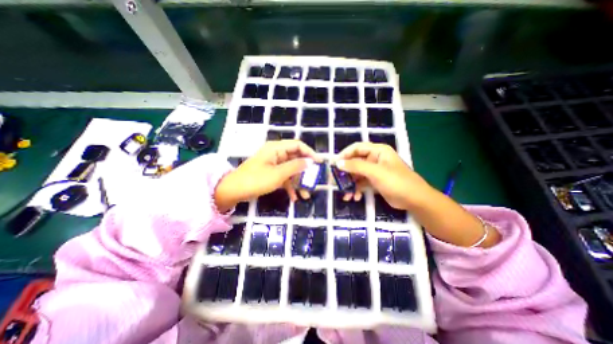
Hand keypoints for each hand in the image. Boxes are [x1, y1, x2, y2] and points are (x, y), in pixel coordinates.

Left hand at [213, 139, 322, 211]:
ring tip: (306, 195)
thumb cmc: (255, 180)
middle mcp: (276, 154)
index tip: (319, 163)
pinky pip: (284, 177)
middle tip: (314, 181)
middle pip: (296, 159)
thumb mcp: (278, 174)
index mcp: (276, 148)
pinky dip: (290, 186)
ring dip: (298, 182)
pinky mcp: (271, 174)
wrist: (233, 191)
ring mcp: (274, 165)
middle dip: (305, 171)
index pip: (297, 145)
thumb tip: (310, 162)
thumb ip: (295, 167)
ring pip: (291, 170)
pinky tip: (294, 198)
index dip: (309, 153)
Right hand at [338, 143, 499, 247]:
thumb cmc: (396, 181)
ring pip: (357, 174)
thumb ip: (356, 166)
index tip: (335, 164)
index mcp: (377, 151)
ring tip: (344, 193)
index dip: (345, 154)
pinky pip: (361, 183)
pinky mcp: (375, 182)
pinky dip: (356, 189)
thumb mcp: (375, 172)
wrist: (415, 200)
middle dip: (345, 173)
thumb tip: (338, 163)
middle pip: (355, 162)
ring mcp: (374, 171)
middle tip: (335, 181)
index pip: (357, 148)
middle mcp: (375, 159)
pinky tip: (354, 197)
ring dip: (350, 183)